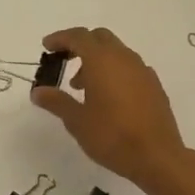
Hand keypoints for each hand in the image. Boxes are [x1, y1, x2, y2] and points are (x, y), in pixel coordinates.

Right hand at [30, 27, 194, 194]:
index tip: (46, 47)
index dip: (60, 38)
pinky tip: (107, 97)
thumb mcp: (76, 120)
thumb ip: (56, 101)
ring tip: (81, 86)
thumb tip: (38, 92)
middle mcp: (124, 59)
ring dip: (96, 60)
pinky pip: (129, 68)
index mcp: (102, 61)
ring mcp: (143, 71)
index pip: (79, 37)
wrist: (157, 157)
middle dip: (79, 44)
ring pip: (116, 52)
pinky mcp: (154, 86)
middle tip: (63, 61)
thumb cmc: (111, 136)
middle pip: (100, 38)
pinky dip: (113, 71)